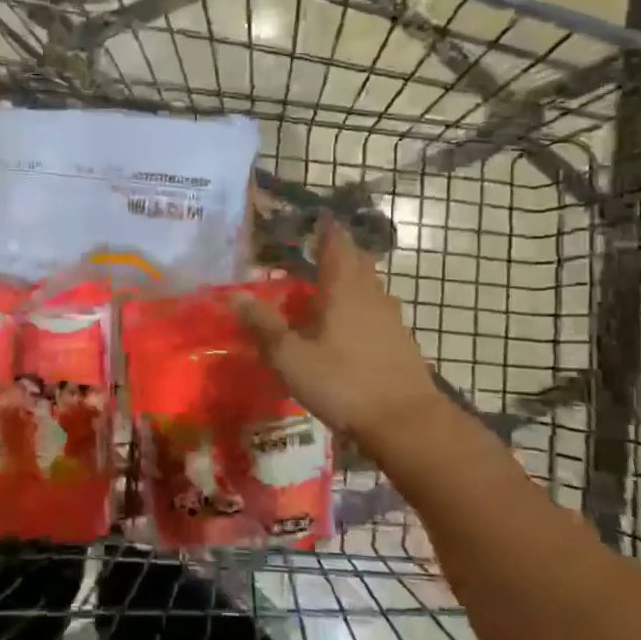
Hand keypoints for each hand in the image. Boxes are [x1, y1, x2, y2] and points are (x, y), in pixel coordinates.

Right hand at [236, 216, 446, 440]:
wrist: (406, 422)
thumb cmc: (343, 383)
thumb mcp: (291, 357)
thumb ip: (264, 325)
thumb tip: (234, 295)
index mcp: (344, 290)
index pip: (336, 245)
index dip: (327, 229)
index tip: (318, 216)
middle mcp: (371, 296)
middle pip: (358, 262)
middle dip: (340, 251)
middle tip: (318, 250)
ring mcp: (391, 319)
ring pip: (371, 287)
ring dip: (352, 280)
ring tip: (329, 287)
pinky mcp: (401, 342)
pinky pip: (378, 312)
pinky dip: (362, 307)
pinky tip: (349, 326)